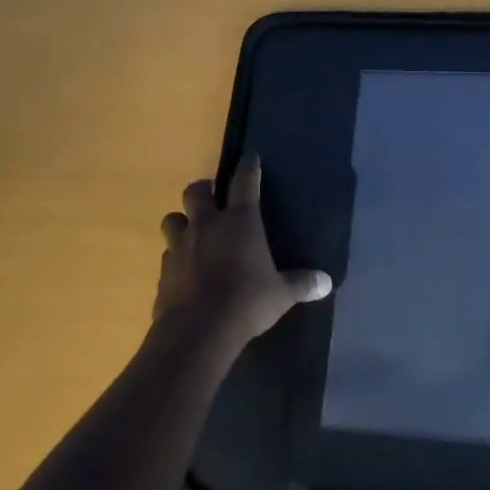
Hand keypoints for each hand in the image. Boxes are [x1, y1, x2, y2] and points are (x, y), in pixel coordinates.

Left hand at [155, 155, 331, 347]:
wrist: (198, 331)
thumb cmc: (247, 302)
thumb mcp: (281, 294)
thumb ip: (302, 284)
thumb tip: (326, 283)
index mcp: (240, 221)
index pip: (245, 182)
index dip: (248, 167)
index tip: (250, 157)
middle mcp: (207, 225)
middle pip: (196, 191)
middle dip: (204, 190)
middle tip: (213, 197)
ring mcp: (180, 246)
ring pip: (172, 219)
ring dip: (182, 221)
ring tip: (193, 232)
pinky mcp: (163, 271)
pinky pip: (167, 254)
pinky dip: (175, 257)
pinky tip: (185, 270)